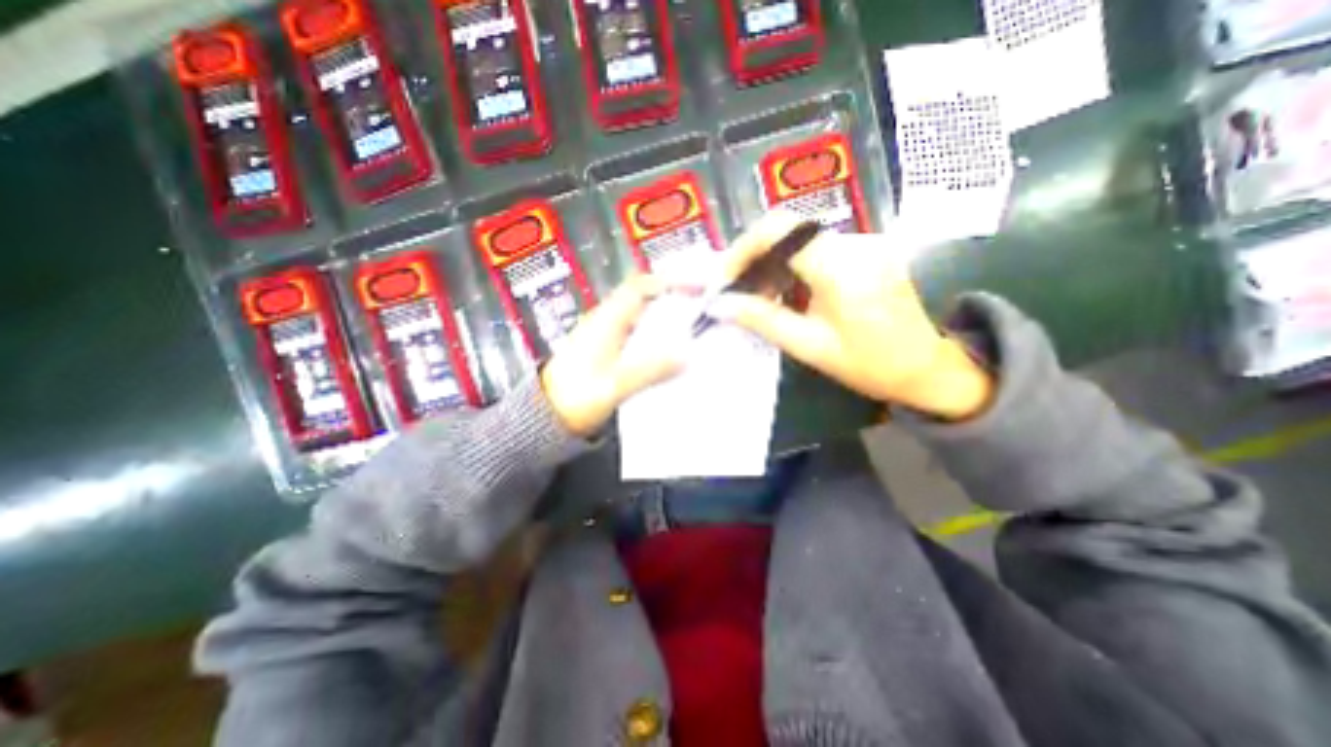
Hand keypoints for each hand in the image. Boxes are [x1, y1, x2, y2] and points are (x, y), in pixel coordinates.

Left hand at [537, 276, 685, 438]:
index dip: (668, 282)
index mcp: (606, 321)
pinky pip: (632, 330)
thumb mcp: (615, 386)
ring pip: (637, 314)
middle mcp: (603, 320)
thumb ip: (650, 371)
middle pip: (640, 297)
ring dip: (662, 315)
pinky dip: (652, 332)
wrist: (545, 415)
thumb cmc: (576, 398)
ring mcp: (601, 333)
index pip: (639, 287)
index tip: (695, 288)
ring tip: (689, 327)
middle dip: (670, 297)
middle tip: (699, 308)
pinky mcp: (601, 348)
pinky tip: (665, 348)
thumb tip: (686, 357)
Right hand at [713, 210, 993, 418]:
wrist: (926, 368)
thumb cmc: (868, 364)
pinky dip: (792, 268)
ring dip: (772, 265)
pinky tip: (789, 296)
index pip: (778, 230)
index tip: (726, 280)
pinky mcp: (866, 250)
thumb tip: (720, 304)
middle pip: (786, 231)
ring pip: (799, 240)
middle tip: (738, 294)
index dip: (743, 249)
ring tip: (761, 299)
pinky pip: (817, 249)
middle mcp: (854, 243)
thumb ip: (762, 320)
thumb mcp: (809, 346)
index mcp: (840, 267)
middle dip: (754, 260)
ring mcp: (864, 243)